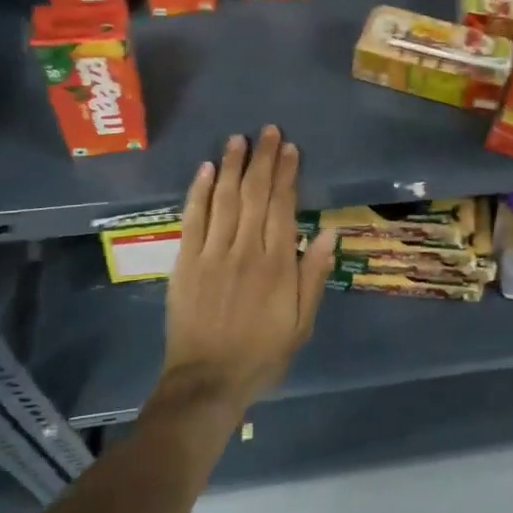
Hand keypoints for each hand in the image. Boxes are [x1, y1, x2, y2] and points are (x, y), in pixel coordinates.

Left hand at [157, 125, 336, 420]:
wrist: (207, 381)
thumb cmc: (262, 353)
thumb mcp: (302, 323)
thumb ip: (313, 275)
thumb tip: (327, 232)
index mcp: (276, 264)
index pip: (282, 206)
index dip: (287, 174)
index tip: (290, 149)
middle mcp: (244, 250)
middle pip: (254, 194)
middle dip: (262, 160)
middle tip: (268, 131)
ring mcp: (211, 254)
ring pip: (223, 199)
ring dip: (231, 166)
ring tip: (238, 139)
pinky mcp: (185, 262)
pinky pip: (193, 219)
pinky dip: (198, 192)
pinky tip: (204, 169)